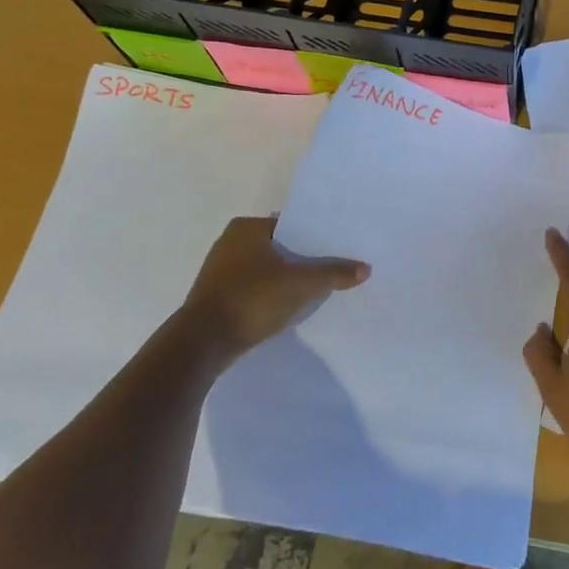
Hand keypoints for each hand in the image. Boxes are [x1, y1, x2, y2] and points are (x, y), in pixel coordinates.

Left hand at [176, 216, 369, 363]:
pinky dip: (270, 294)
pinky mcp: (217, 297)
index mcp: (247, 228)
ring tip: (315, 287)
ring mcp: (220, 271)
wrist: (203, 343)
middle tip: (332, 267)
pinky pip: (254, 288)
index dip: (314, 236)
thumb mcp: (301, 284)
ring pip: (266, 269)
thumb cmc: (252, 299)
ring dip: (286, 278)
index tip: (337, 246)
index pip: (290, 224)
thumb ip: (333, 273)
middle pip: (279, 246)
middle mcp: (230, 242)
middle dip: (302, 258)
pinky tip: (288, 306)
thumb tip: (365, 268)